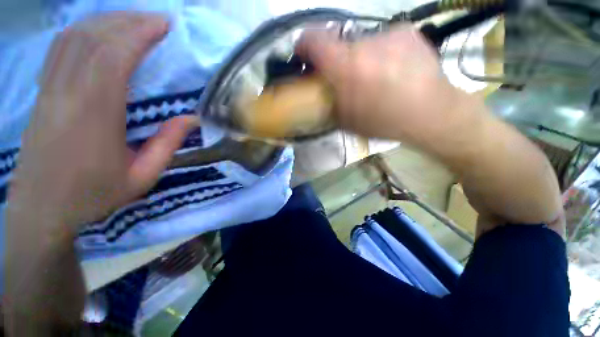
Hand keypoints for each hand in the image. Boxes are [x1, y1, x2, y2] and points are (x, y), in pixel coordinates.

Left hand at [7, 12, 198, 233]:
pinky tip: (100, 32)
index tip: (165, 25)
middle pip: (93, 38)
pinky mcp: (42, 94)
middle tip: (156, 20)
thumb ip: (167, 145)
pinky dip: (83, 31)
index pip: (114, 57)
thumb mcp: (142, 177)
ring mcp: (49, 90)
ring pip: (73, 37)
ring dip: (106, 21)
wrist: (41, 210)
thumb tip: (191, 119)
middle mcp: (67, 93)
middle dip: (128, 20)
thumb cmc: (93, 196)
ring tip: (133, 20)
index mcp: (95, 115)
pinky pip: (60, 49)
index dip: (140, 34)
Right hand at [296, 25, 480, 147]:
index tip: (304, 56)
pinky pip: (382, 41)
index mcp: (347, 66)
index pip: (313, 39)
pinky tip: (392, 71)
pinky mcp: (407, 32)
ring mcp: (389, 33)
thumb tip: (318, 93)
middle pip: (338, 44)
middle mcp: (365, 42)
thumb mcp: (347, 121)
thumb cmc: (385, 122)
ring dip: (360, 58)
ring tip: (373, 79)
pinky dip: (380, 54)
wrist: (432, 114)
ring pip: (362, 43)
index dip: (303, 45)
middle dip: (337, 61)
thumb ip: (328, 102)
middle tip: (345, 80)